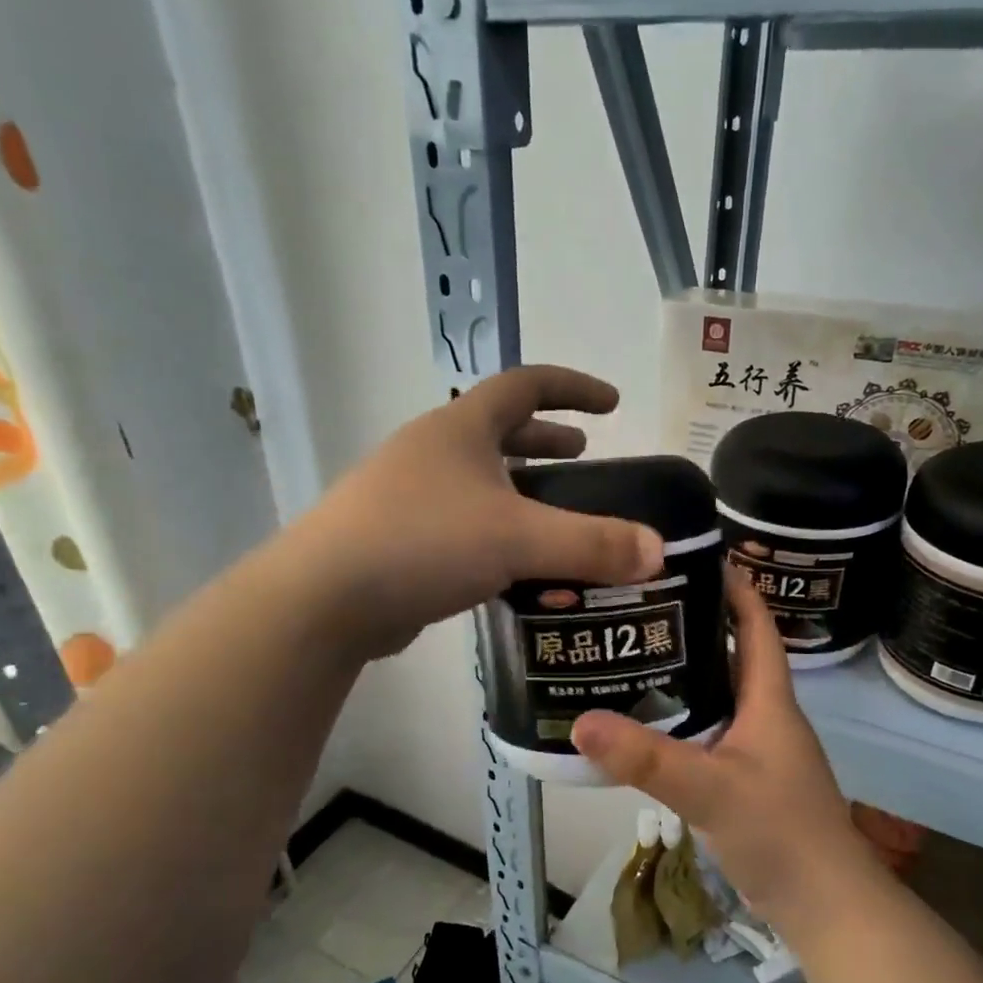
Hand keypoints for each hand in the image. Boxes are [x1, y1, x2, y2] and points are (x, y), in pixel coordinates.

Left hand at [301, 366, 663, 658]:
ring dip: (520, 489)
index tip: (611, 403)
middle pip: (498, 430)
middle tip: (584, 456)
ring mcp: (408, 496)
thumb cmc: (423, 543)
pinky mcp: (398, 540)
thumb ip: (591, 544)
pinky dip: (496, 532)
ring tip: (555, 513)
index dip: (572, 388)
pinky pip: (461, 524)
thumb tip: (657, 552)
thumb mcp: (517, 539)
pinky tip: (514, 565)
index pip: (524, 385)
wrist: (325, 598)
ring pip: (478, 481)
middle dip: (545, 439)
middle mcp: (432, 453)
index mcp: (460, 429)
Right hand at [572, 568, 883, 929]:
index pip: (756, 628)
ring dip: (687, 675)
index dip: (735, 589)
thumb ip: (647, 759)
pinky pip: (712, 734)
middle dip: (697, 627)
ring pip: (720, 697)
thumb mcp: (709, 790)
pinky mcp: (748, 782)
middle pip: (734, 656)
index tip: (698, 559)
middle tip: (642, 608)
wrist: (824, 905)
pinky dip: (684, 720)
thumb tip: (580, 721)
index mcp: (770, 702)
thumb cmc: (780, 833)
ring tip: (635, 656)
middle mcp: (767, 717)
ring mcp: (759, 752)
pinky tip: (649, 725)